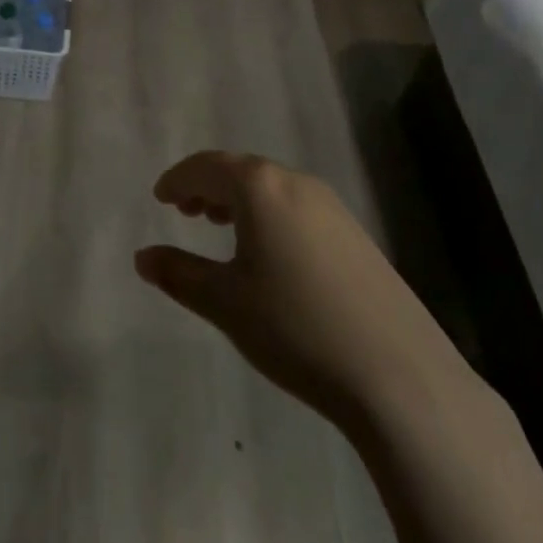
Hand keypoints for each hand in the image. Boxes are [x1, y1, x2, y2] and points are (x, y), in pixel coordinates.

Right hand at [135, 152, 469, 434]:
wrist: (399, 376)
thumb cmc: (296, 328)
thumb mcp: (225, 302)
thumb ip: (179, 274)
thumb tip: (143, 257)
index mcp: (260, 187)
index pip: (207, 166)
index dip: (178, 178)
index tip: (160, 197)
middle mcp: (296, 183)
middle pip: (240, 170)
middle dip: (207, 186)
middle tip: (184, 210)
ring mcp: (332, 207)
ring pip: (271, 188)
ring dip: (239, 199)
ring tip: (219, 225)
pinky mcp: (355, 235)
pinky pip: (296, 207)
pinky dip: (269, 214)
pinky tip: (268, 251)